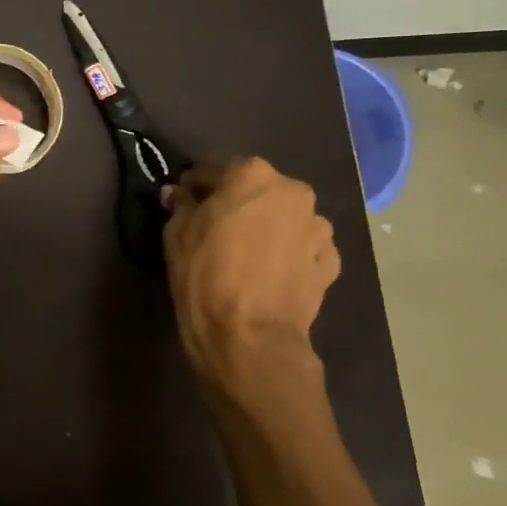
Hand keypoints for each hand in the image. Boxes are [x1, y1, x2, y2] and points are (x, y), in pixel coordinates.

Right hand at [161, 158, 339, 403]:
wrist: (249, 336)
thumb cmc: (204, 274)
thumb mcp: (176, 234)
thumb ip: (181, 205)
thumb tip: (179, 194)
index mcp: (252, 175)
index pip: (213, 169)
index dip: (195, 186)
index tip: (183, 201)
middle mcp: (292, 191)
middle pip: (256, 190)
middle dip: (236, 203)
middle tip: (214, 227)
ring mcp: (318, 227)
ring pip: (283, 217)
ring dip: (266, 226)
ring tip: (246, 253)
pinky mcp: (330, 262)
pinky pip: (302, 247)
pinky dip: (287, 252)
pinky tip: (268, 272)